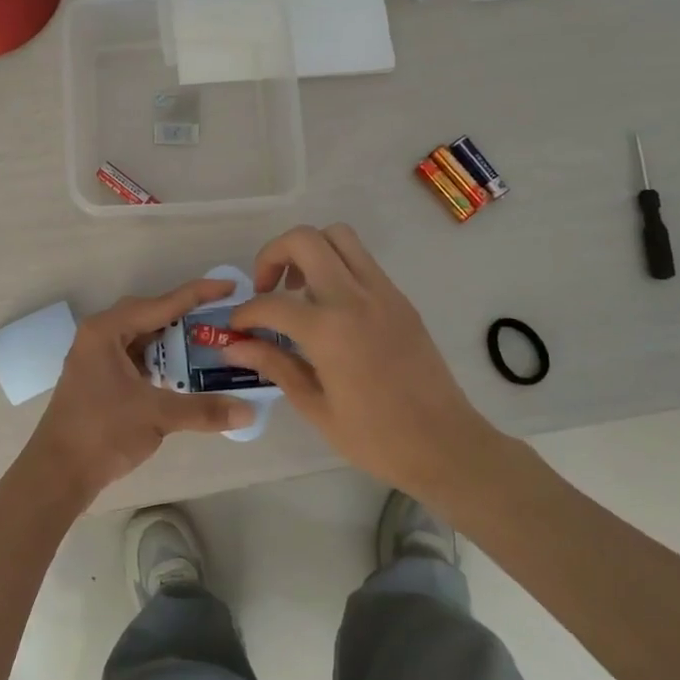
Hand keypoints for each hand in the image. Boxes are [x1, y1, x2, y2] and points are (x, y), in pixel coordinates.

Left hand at [12, 279, 256, 513]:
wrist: (58, 472)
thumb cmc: (102, 432)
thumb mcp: (156, 415)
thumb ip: (203, 409)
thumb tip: (249, 413)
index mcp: (107, 330)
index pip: (161, 304)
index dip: (198, 294)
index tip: (230, 286)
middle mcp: (100, 335)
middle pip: (151, 316)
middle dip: (187, 318)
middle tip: (222, 320)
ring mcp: (97, 357)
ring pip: (143, 338)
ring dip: (174, 342)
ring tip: (210, 344)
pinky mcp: (99, 378)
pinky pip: (136, 357)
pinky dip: (160, 361)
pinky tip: (183, 373)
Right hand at [224, 224, 508, 500]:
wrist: (445, 444)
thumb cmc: (375, 437)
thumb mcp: (315, 406)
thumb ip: (274, 365)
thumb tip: (234, 348)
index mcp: (328, 330)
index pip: (270, 303)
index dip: (244, 314)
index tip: (237, 328)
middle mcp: (354, 298)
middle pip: (305, 240)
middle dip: (273, 255)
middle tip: (266, 289)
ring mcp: (382, 292)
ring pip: (338, 236)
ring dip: (309, 250)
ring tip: (299, 289)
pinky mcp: (399, 298)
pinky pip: (361, 260)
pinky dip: (336, 266)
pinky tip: (329, 307)